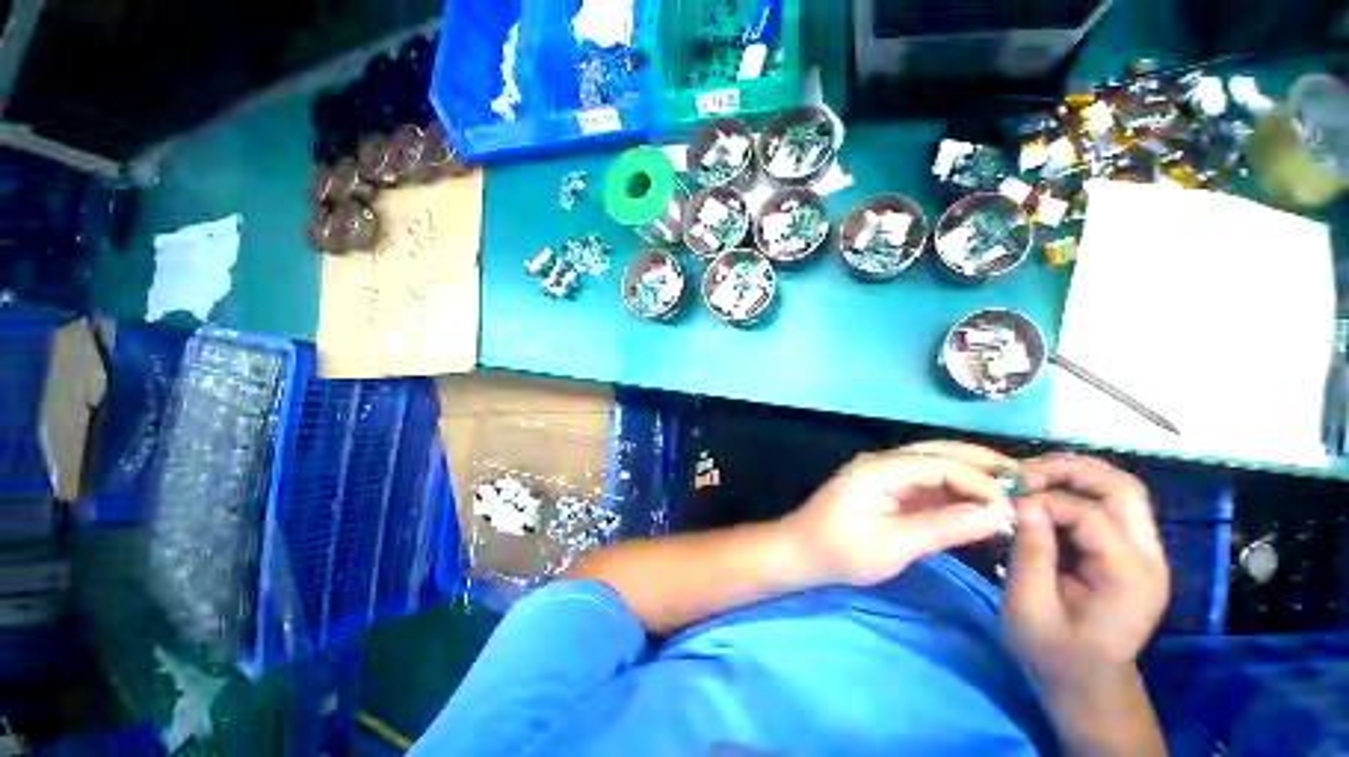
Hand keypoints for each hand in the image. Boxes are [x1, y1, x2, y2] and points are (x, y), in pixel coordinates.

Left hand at [779, 442, 1016, 586]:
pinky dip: (954, 489)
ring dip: (971, 474)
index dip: (980, 481)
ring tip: (1012, 488)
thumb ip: (942, 527)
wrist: (801, 551)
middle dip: (981, 464)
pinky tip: (978, 501)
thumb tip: (996, 515)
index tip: (1014, 507)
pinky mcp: (885, 487)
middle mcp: (882, 461)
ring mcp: (883, 472)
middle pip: (938, 452)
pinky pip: (925, 480)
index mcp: (879, 468)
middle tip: (1027, 481)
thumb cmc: (840, 551)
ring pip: (934, 463)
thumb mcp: (892, 545)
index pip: (939, 463)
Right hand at [1002, 455, 1169, 693]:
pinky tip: (1047, 494)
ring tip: (1033, 476)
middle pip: (1124, 488)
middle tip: (1024, 472)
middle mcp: (1149, 558)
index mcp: (1128, 577)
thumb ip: (1029, 553)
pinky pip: (1113, 505)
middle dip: (1071, 470)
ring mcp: (1147, 554)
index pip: (1093, 516)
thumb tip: (1022, 503)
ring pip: (1123, 490)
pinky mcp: (1134, 553)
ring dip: (1077, 475)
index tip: (1006, 502)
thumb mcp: (1029, 607)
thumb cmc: (1053, 652)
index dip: (1046, 501)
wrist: (1087, 682)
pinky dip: (1079, 490)